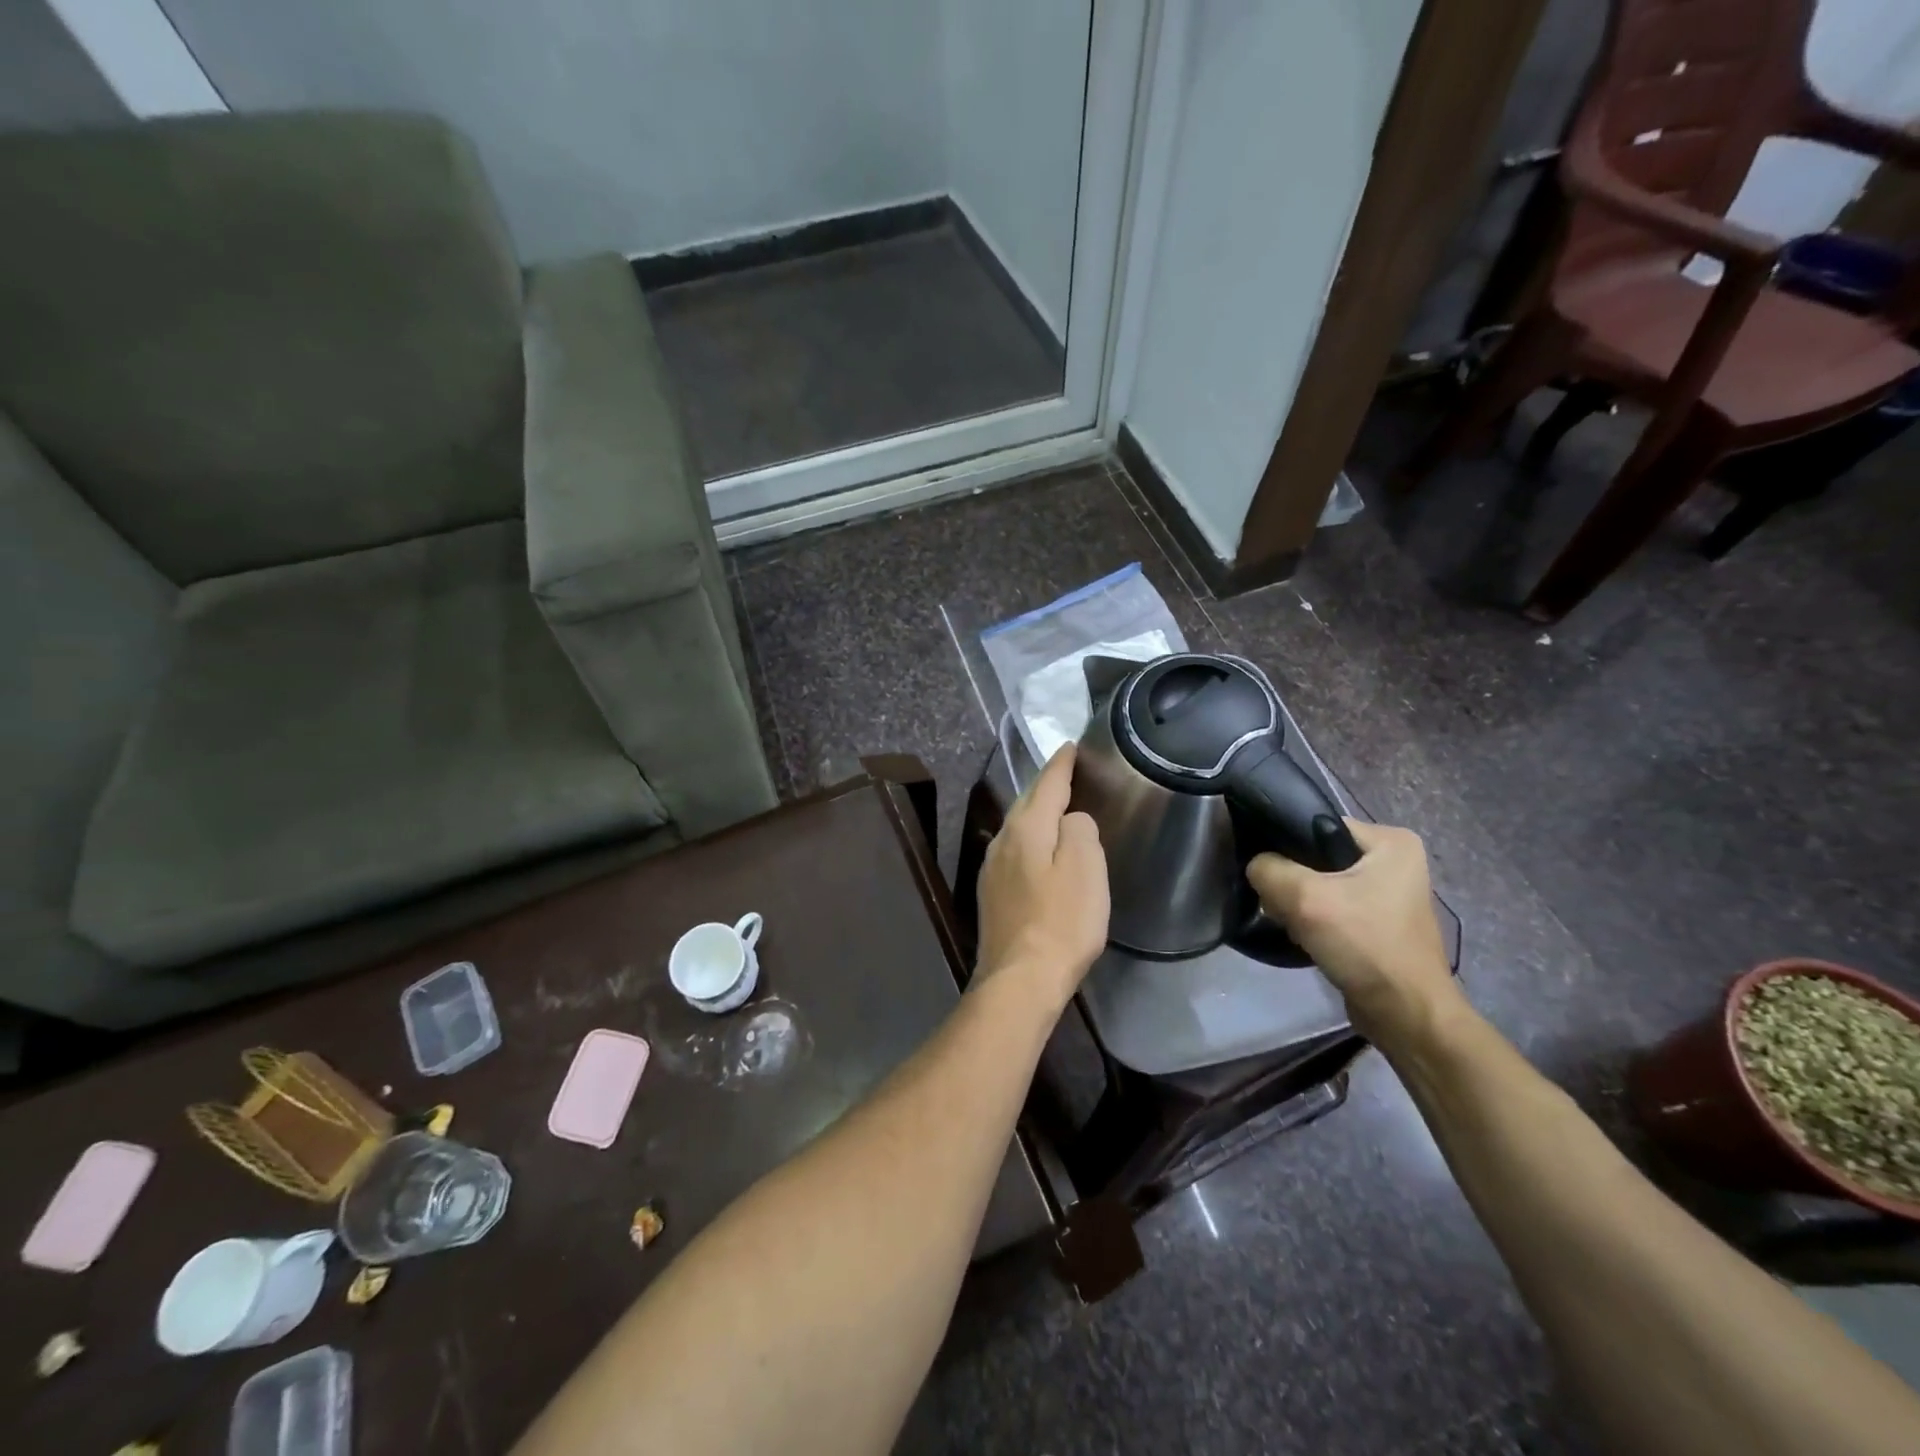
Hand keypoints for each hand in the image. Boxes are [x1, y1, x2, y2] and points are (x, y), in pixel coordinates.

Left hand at [975, 743, 1108, 1012]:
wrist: (1020, 979)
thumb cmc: (1061, 921)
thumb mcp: (1084, 867)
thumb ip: (1078, 830)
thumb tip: (1070, 820)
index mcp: (1025, 828)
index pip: (1046, 784)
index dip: (1061, 764)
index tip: (1071, 746)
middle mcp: (1002, 841)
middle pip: (1027, 802)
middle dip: (1046, 785)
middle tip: (1067, 771)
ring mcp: (992, 869)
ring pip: (1018, 827)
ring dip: (1037, 813)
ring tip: (1057, 807)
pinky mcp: (992, 894)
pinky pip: (1015, 851)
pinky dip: (1031, 840)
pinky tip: (1039, 850)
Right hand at [1247, 820, 1463, 1050]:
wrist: (1405, 1016)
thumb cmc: (1365, 945)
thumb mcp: (1304, 897)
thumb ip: (1267, 869)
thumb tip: (1256, 866)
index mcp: (1392, 840)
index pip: (1316, 824)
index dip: (1285, 845)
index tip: (1267, 872)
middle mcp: (1395, 860)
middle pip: (1316, 855)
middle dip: (1292, 880)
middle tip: (1281, 904)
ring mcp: (1388, 893)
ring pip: (1320, 883)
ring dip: (1300, 903)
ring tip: (1292, 923)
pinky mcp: (1378, 922)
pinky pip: (1331, 906)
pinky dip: (1314, 919)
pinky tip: (1305, 936)